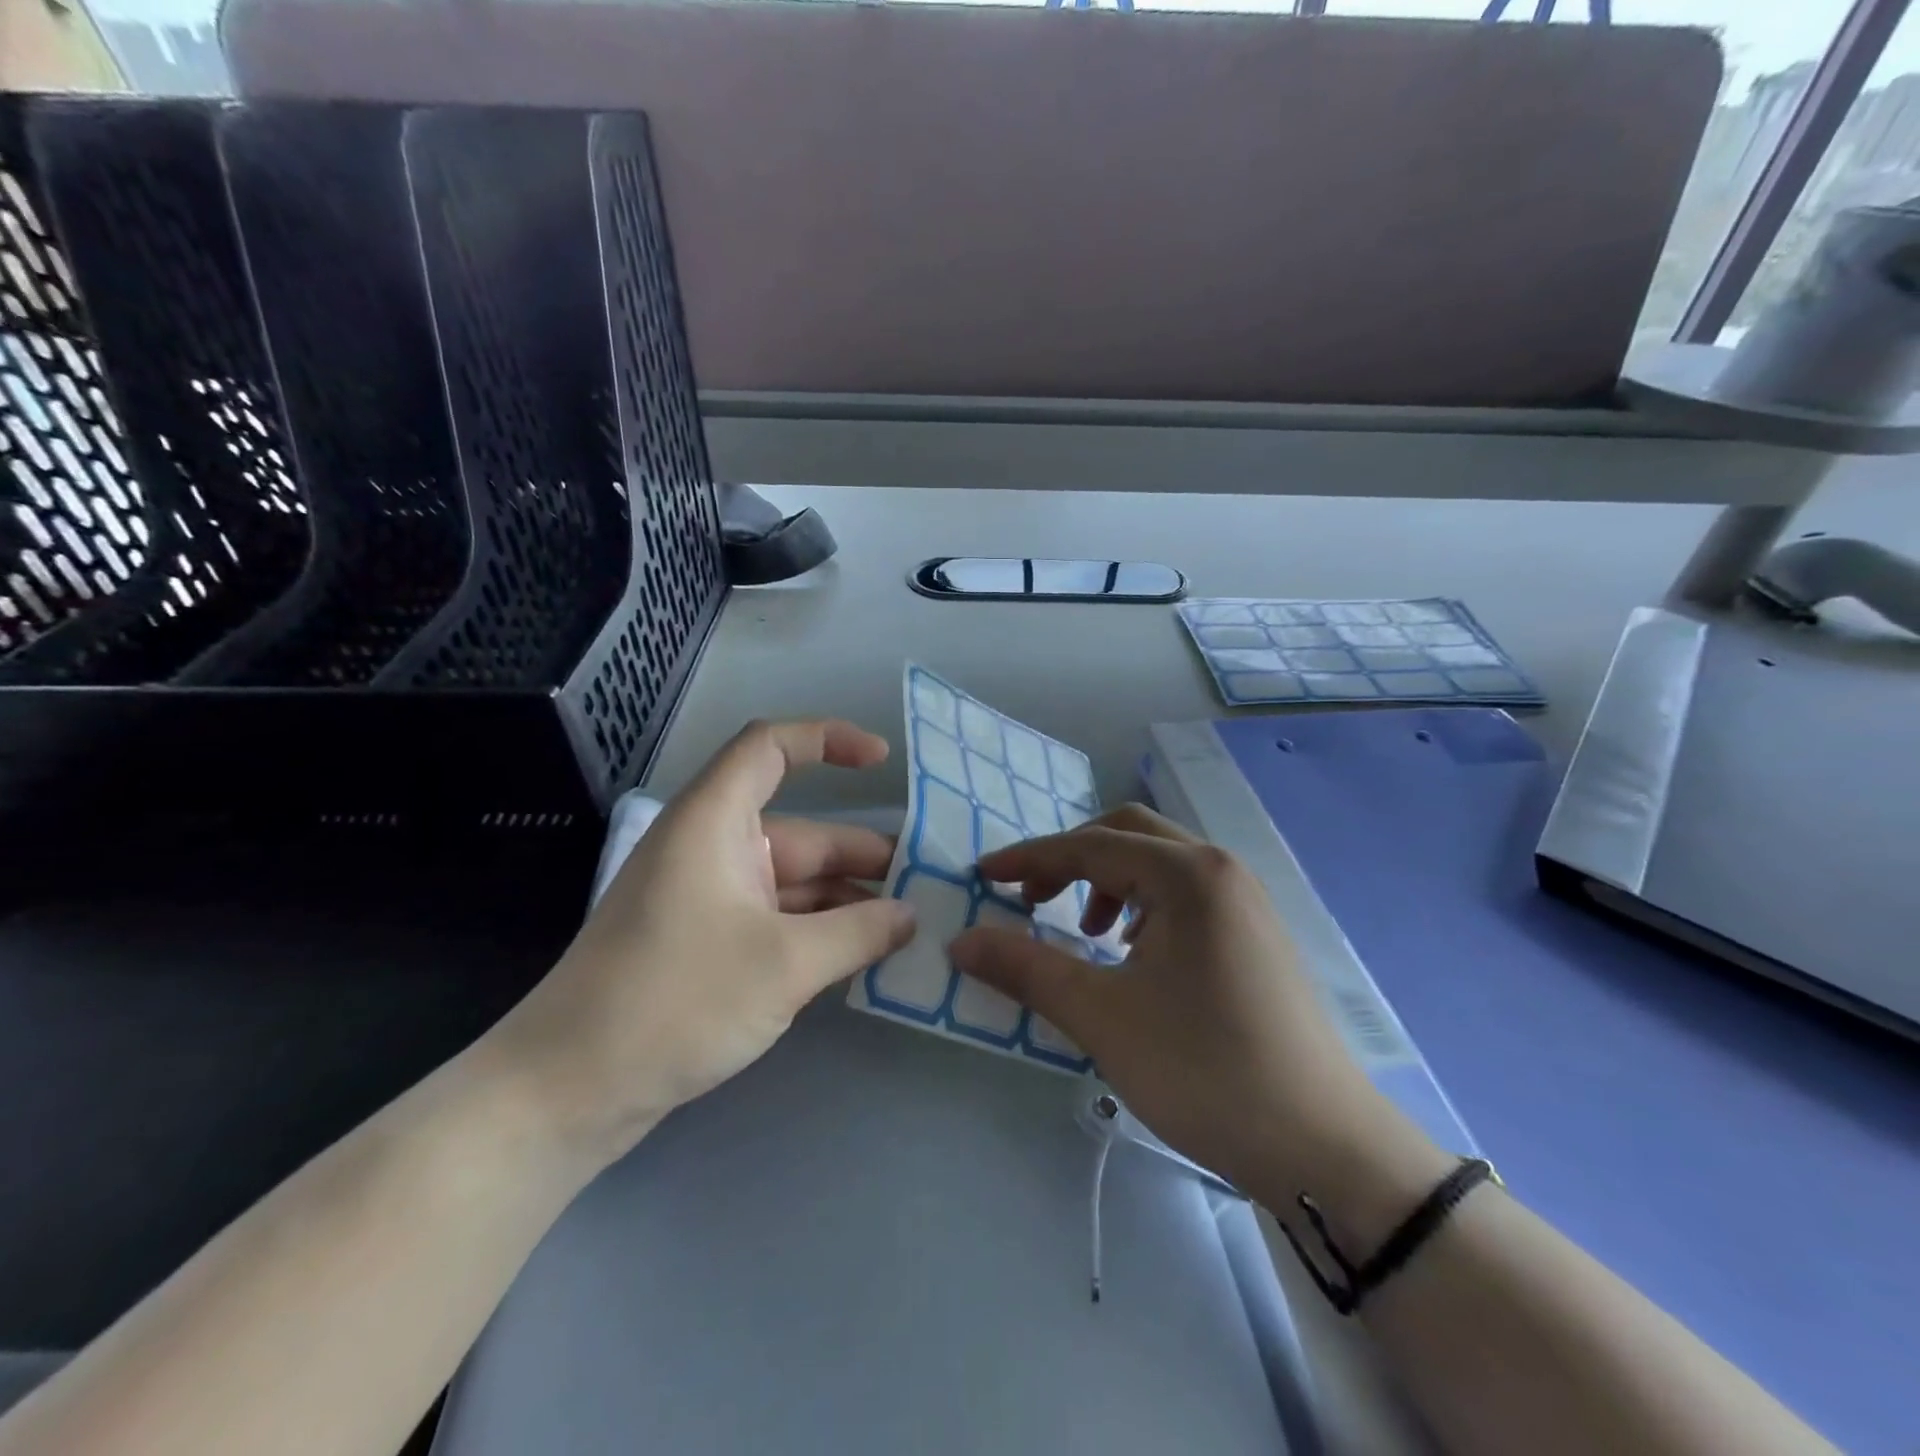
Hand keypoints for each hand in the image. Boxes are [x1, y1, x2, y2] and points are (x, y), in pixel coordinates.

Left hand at [487, 719, 915, 1165]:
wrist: (568, 1092)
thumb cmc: (675, 1001)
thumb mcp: (784, 965)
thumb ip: (859, 932)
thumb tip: (910, 916)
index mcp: (715, 822)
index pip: (771, 748)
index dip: (828, 740)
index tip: (883, 763)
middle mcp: (712, 849)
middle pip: (801, 832)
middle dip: (862, 856)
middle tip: (925, 885)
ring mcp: (709, 899)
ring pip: (793, 883)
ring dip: (846, 902)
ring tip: (907, 928)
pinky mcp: (707, 944)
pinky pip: (777, 920)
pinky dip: (818, 932)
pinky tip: (862, 957)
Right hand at [951, 805, 1438, 1213]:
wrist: (1324, 1148)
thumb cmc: (1203, 1070)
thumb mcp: (1101, 1016)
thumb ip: (1025, 968)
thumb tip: (961, 941)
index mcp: (1187, 874)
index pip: (1089, 845)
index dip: (1029, 858)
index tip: (983, 877)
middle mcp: (1221, 869)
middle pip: (1127, 834)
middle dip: (1070, 859)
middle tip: (1032, 901)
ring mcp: (1246, 900)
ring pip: (1159, 862)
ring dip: (1107, 881)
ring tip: (1086, 934)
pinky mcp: (1256, 933)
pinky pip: (1185, 893)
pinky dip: (1142, 904)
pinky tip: (1132, 954)